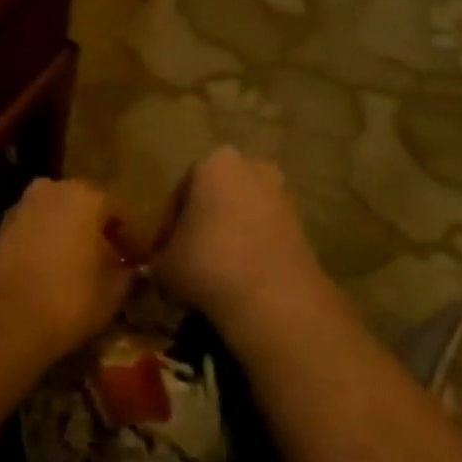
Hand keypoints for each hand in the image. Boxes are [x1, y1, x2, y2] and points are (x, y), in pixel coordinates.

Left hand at [0, 178, 133, 366]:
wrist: (1, 319)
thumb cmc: (68, 298)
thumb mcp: (112, 293)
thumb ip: (127, 275)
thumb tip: (131, 270)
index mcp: (86, 195)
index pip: (119, 212)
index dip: (133, 239)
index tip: (140, 262)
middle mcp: (52, 189)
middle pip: (85, 208)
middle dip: (98, 232)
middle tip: (111, 261)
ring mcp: (22, 206)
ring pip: (56, 217)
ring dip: (70, 237)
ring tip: (81, 269)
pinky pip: (34, 231)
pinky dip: (46, 245)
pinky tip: (52, 272)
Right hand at [153, 147, 326, 339]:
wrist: (274, 299)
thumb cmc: (207, 264)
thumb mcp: (164, 265)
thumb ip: (158, 258)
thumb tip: (160, 265)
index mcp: (212, 162)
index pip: (180, 193)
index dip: (169, 226)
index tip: (163, 254)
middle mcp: (251, 166)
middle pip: (216, 196)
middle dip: (203, 223)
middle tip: (189, 258)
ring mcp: (281, 194)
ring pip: (242, 214)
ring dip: (229, 236)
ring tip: (215, 273)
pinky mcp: (302, 224)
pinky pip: (265, 233)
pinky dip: (252, 250)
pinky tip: (240, 279)